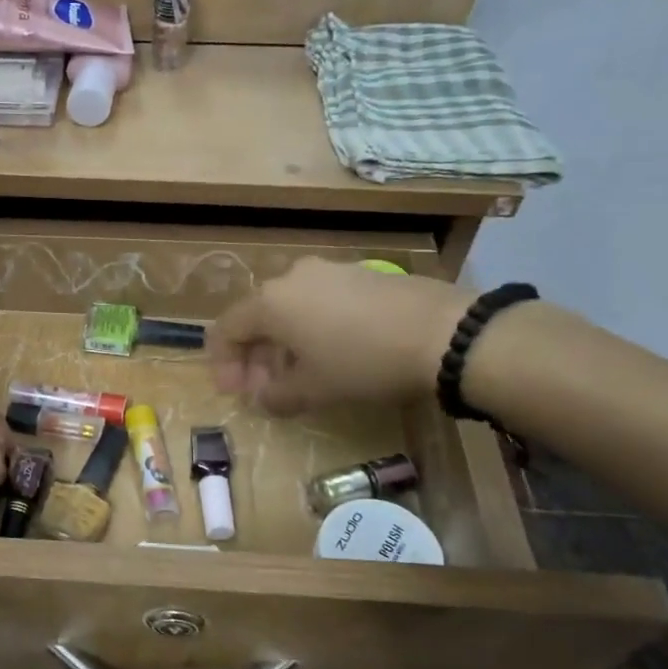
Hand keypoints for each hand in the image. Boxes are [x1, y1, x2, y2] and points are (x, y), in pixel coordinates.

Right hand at [208, 259, 471, 414]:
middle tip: (266, 390)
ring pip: (290, 309)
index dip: (223, 364)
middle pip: (258, 318)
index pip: (226, 329)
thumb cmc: (363, 362)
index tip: (237, 394)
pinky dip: (313, 328)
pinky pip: (320, 302)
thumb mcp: (313, 390)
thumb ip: (275, 395)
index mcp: (270, 302)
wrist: (443, 332)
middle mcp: (292, 278)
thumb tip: (263, 397)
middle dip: (255, 357)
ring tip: (300, 376)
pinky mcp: (361, 274)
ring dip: (284, 344)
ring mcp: (329, 271)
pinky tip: (334, 354)